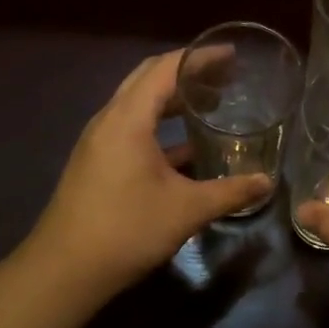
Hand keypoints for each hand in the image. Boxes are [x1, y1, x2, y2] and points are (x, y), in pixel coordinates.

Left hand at [24, 51, 272, 306]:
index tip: (231, 54)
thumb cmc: (125, 230)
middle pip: (149, 77)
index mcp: (128, 118)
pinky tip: (187, 147)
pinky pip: (132, 126)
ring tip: (211, 103)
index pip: (166, 68)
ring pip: (139, 103)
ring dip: (173, 97)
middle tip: (225, 75)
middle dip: (187, 71)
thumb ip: (230, 192)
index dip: (200, 57)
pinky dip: (160, 124)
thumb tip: (266, 182)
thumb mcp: (186, 210)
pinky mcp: (96, 161)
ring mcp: (99, 141)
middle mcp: (110, 119)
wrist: (62, 273)